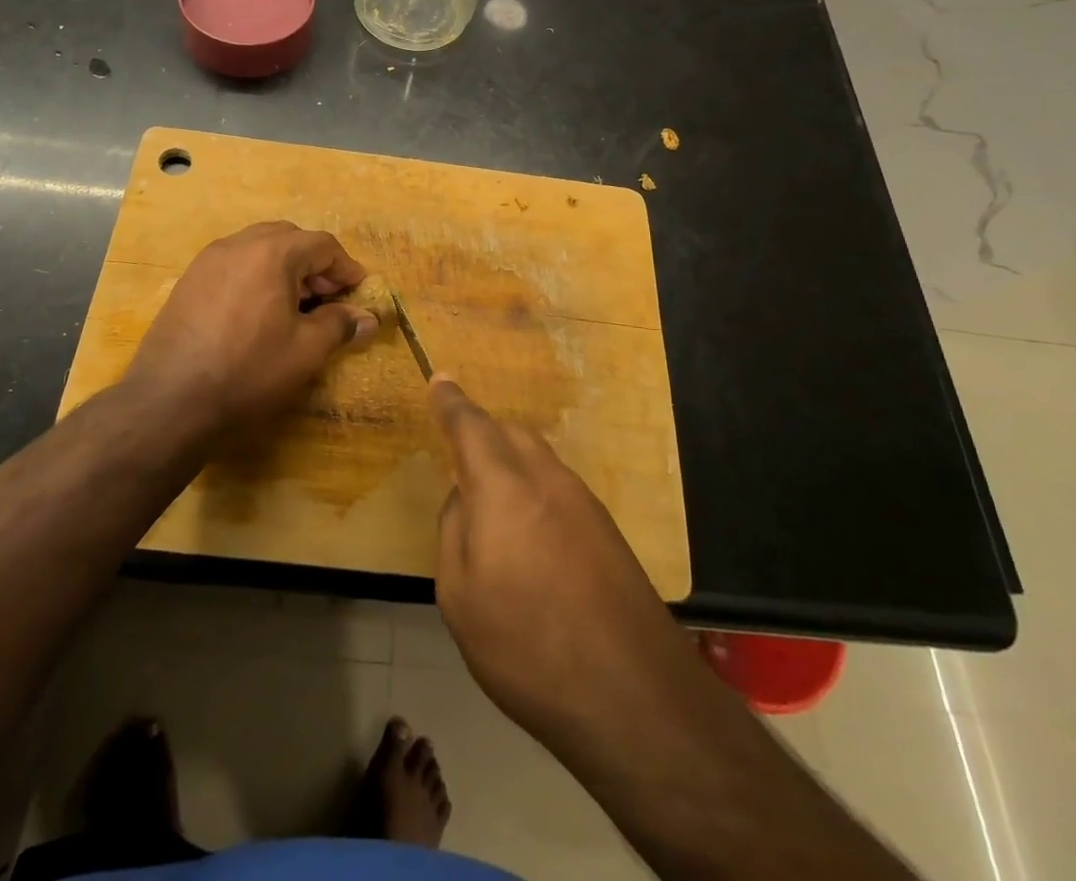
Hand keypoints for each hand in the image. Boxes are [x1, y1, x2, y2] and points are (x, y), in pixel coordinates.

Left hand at [123, 222, 378, 427]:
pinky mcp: (188, 281)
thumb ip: (339, 325)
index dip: (346, 267)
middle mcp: (238, 244)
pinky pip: (233, 264)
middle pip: (289, 238)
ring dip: (284, 267)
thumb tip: (367, 318)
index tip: (359, 291)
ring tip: (295, 306)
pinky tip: (258, 312)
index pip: (322, 244)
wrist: (170, 400)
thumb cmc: (248, 370)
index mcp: (272, 253)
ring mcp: (208, 260)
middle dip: (314, 264)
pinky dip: (256, 276)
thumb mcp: (305, 351)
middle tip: (328, 298)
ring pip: (258, 248)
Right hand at [429, 376, 689, 752]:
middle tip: (459, 459)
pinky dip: (535, 492)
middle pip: (510, 433)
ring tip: (494, 507)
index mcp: (502, 485)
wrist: (635, 695)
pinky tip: (531, 538)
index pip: (470, 425)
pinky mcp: (607, 530)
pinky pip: (558, 488)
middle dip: (482, 434)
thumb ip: (455, 531)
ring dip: (511, 464)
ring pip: (538, 458)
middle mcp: (546, 478)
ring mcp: (583, 502)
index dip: (451, 402)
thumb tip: (466, 499)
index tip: (440, 380)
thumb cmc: (527, 645)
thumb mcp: (460, 596)